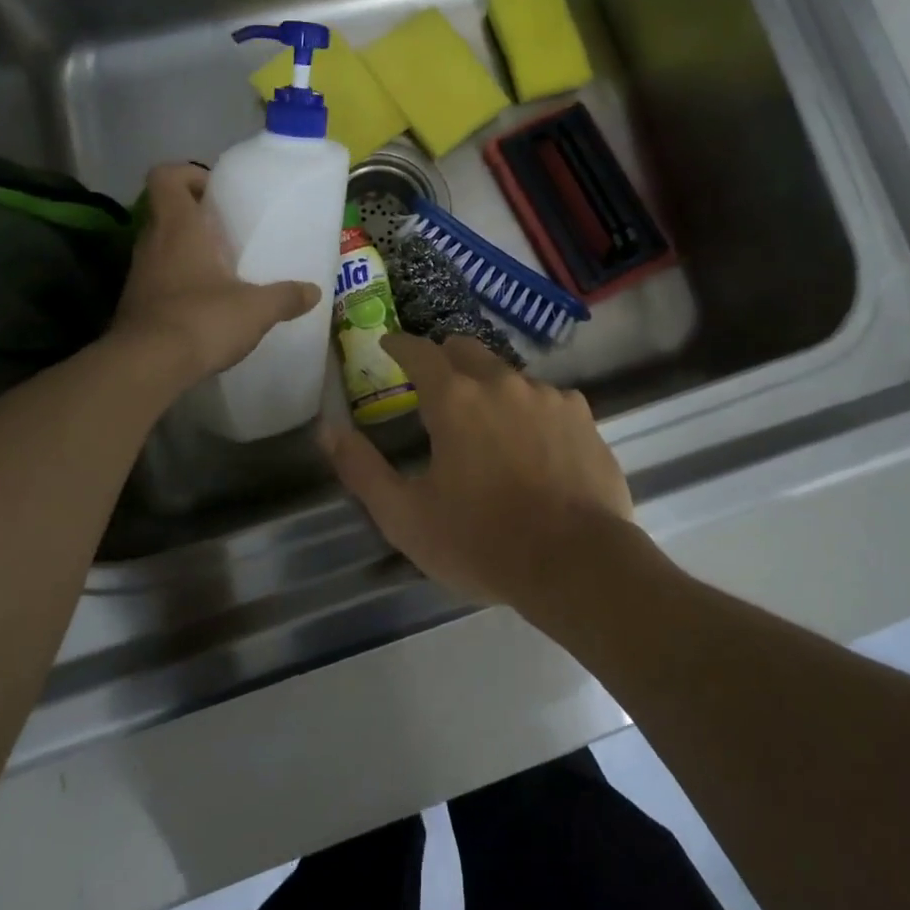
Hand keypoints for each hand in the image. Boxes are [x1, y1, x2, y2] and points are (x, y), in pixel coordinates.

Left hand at [110, 164, 320, 388]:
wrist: (145, 367)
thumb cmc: (201, 319)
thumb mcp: (256, 308)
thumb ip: (286, 296)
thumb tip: (313, 292)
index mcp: (179, 227)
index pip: (166, 176)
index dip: (188, 174)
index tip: (216, 191)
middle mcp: (152, 242)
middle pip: (166, 210)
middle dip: (196, 215)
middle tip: (229, 230)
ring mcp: (139, 273)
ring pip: (161, 245)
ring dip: (187, 249)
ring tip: (223, 268)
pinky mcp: (135, 303)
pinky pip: (158, 277)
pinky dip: (179, 281)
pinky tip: (206, 303)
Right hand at [321, 334, 636, 607]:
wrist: (577, 564)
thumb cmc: (482, 542)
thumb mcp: (406, 516)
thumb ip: (362, 468)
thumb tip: (327, 428)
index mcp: (455, 399)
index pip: (419, 351)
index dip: (399, 345)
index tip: (387, 345)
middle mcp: (502, 382)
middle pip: (465, 349)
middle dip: (444, 358)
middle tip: (433, 386)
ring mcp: (548, 395)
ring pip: (508, 375)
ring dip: (489, 388)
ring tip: (487, 427)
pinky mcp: (582, 415)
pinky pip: (547, 399)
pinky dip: (530, 411)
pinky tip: (534, 446)